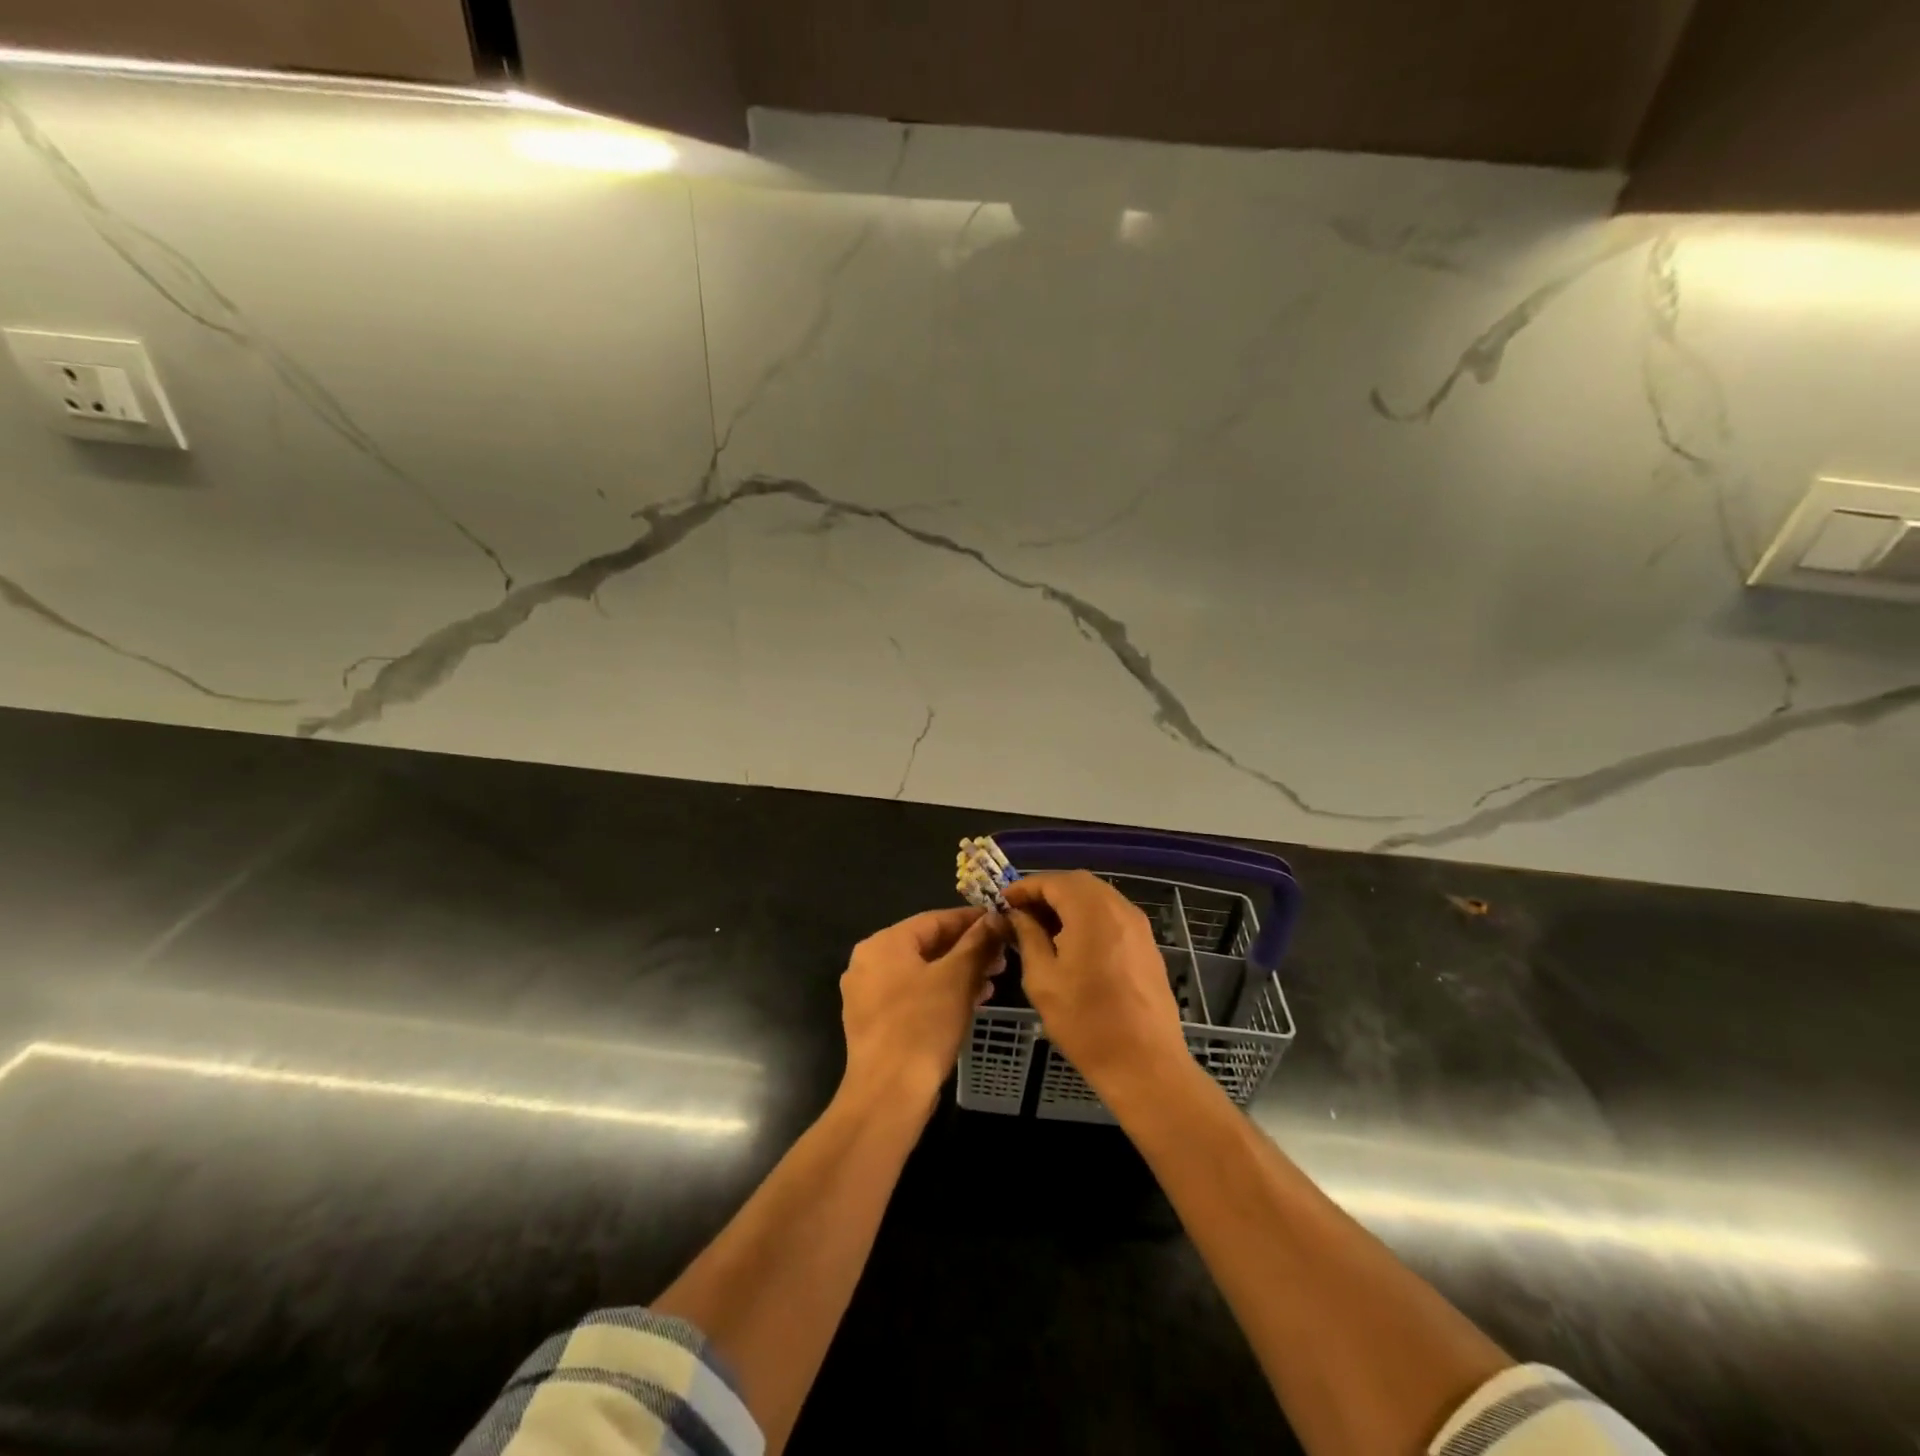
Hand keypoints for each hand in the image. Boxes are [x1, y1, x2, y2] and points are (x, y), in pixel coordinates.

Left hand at [838, 905, 1006, 1112]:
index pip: (934, 920)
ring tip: (992, 981)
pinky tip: (970, 1002)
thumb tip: (995, 917)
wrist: (888, 1095)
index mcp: (883, 944)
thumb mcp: (957, 978)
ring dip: (958, 973)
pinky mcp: (874, 1022)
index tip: (1001, 922)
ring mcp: (868, 994)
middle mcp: (868, 962)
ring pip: (922, 971)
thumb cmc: (922, 1026)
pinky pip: (912, 995)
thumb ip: (977, 943)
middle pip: (927, 945)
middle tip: (1002, 957)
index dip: (971, 920)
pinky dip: (940, 993)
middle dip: (967, 950)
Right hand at [1003, 872, 1191, 1095]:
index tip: (1001, 903)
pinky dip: (1087, 918)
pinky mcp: (1147, 944)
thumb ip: (1028, 936)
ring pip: (1096, 897)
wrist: (1145, 1064)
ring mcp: (1138, 925)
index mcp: (1092, 911)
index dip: (1024, 887)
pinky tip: (1071, 944)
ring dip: (1067, 904)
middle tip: (1020, 914)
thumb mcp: (1042, 978)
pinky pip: (1112, 916)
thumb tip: (1017, 915)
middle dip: (1046, 892)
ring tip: (1041, 929)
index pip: (1052, 881)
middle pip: (1077, 883)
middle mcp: (1119, 908)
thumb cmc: (1085, 1022)